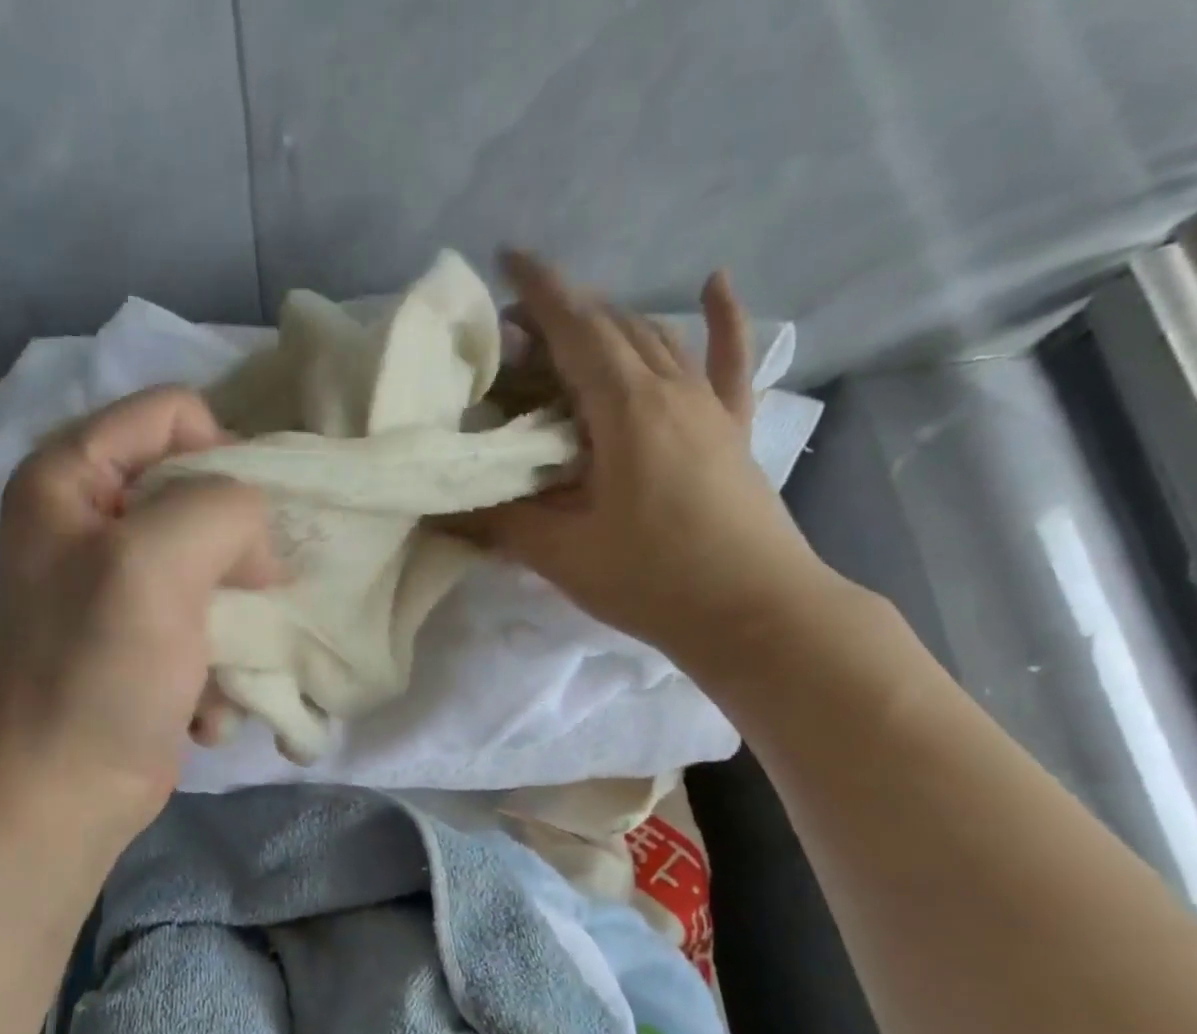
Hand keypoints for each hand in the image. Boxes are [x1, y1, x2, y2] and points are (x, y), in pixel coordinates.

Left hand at [0, 387, 278, 849]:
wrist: (68, 793)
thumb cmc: (101, 671)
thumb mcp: (159, 564)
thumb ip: (222, 506)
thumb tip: (256, 537)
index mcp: (68, 477)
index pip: (174, 413)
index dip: (224, 459)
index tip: (247, 532)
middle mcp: (87, 519)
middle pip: (198, 489)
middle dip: (236, 550)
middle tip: (247, 597)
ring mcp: (114, 583)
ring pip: (213, 560)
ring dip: (232, 619)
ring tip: (219, 666)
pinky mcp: (141, 637)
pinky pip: (205, 618)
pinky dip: (216, 662)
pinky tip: (203, 705)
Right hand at [462, 251, 828, 667]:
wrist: (753, 611)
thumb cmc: (652, 580)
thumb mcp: (562, 555)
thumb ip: (501, 524)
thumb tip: (443, 510)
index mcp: (625, 408)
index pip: (575, 328)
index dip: (538, 291)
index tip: (505, 259)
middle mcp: (670, 388)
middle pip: (611, 328)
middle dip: (563, 313)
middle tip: (517, 331)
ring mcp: (709, 406)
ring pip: (655, 340)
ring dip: (610, 324)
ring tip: (572, 329)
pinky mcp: (732, 430)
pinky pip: (729, 362)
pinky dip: (722, 320)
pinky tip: (715, 282)